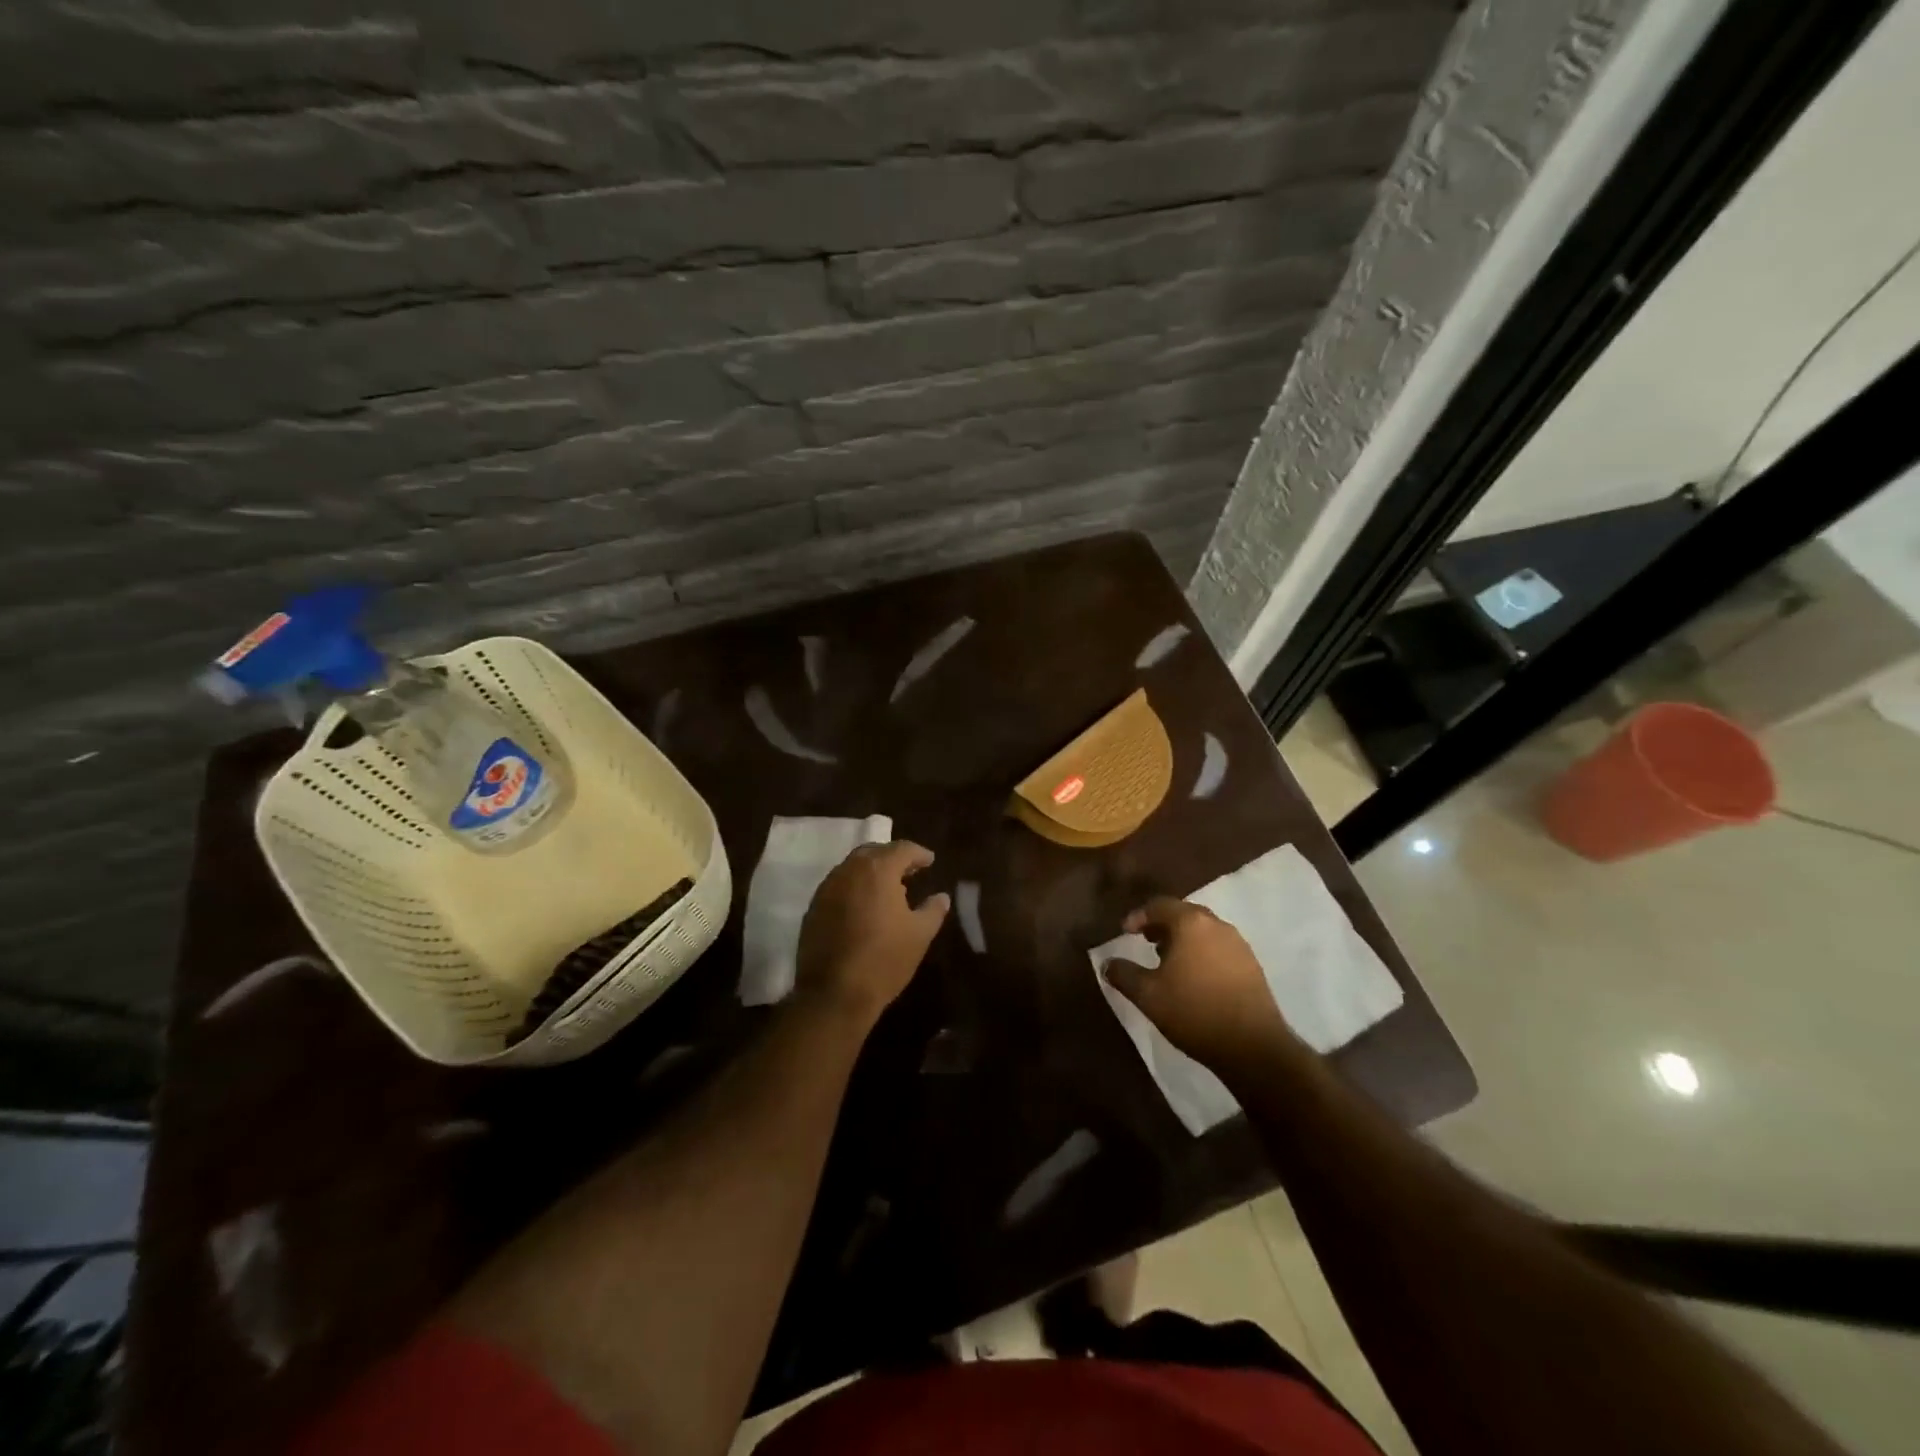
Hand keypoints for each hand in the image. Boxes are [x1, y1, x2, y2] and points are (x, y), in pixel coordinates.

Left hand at [795, 841, 949, 1026]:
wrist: (834, 993)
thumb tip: (942, 897)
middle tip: (909, 872)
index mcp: (877, 870)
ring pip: (852, 868)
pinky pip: (837, 887)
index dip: (918, 853)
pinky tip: (864, 907)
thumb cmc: (884, 960)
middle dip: (892, 858)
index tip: (930, 861)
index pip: (902, 849)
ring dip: (871, 872)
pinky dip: (854, 888)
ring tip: (887, 890)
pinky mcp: (813, 908)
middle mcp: (849, 871)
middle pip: (873, 852)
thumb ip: (933, 910)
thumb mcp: (920, 935)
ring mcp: (826, 889)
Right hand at [1102, 897, 1295, 1068]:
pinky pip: (1220, 947)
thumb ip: (1123, 974)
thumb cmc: (1194, 1012)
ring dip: (1183, 938)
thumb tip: (1107, 963)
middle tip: (1146, 941)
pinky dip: (1202, 952)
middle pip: (1184, 913)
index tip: (1125, 932)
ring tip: (1169, 961)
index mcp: (1191, 923)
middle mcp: (1217, 925)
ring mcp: (1239, 944)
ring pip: (1204, 930)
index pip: (1160, 905)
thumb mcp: (1148, 995)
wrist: (1253, 1047)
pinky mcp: (1252, 965)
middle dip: (1162, 924)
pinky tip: (1195, 977)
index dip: (1139, 916)